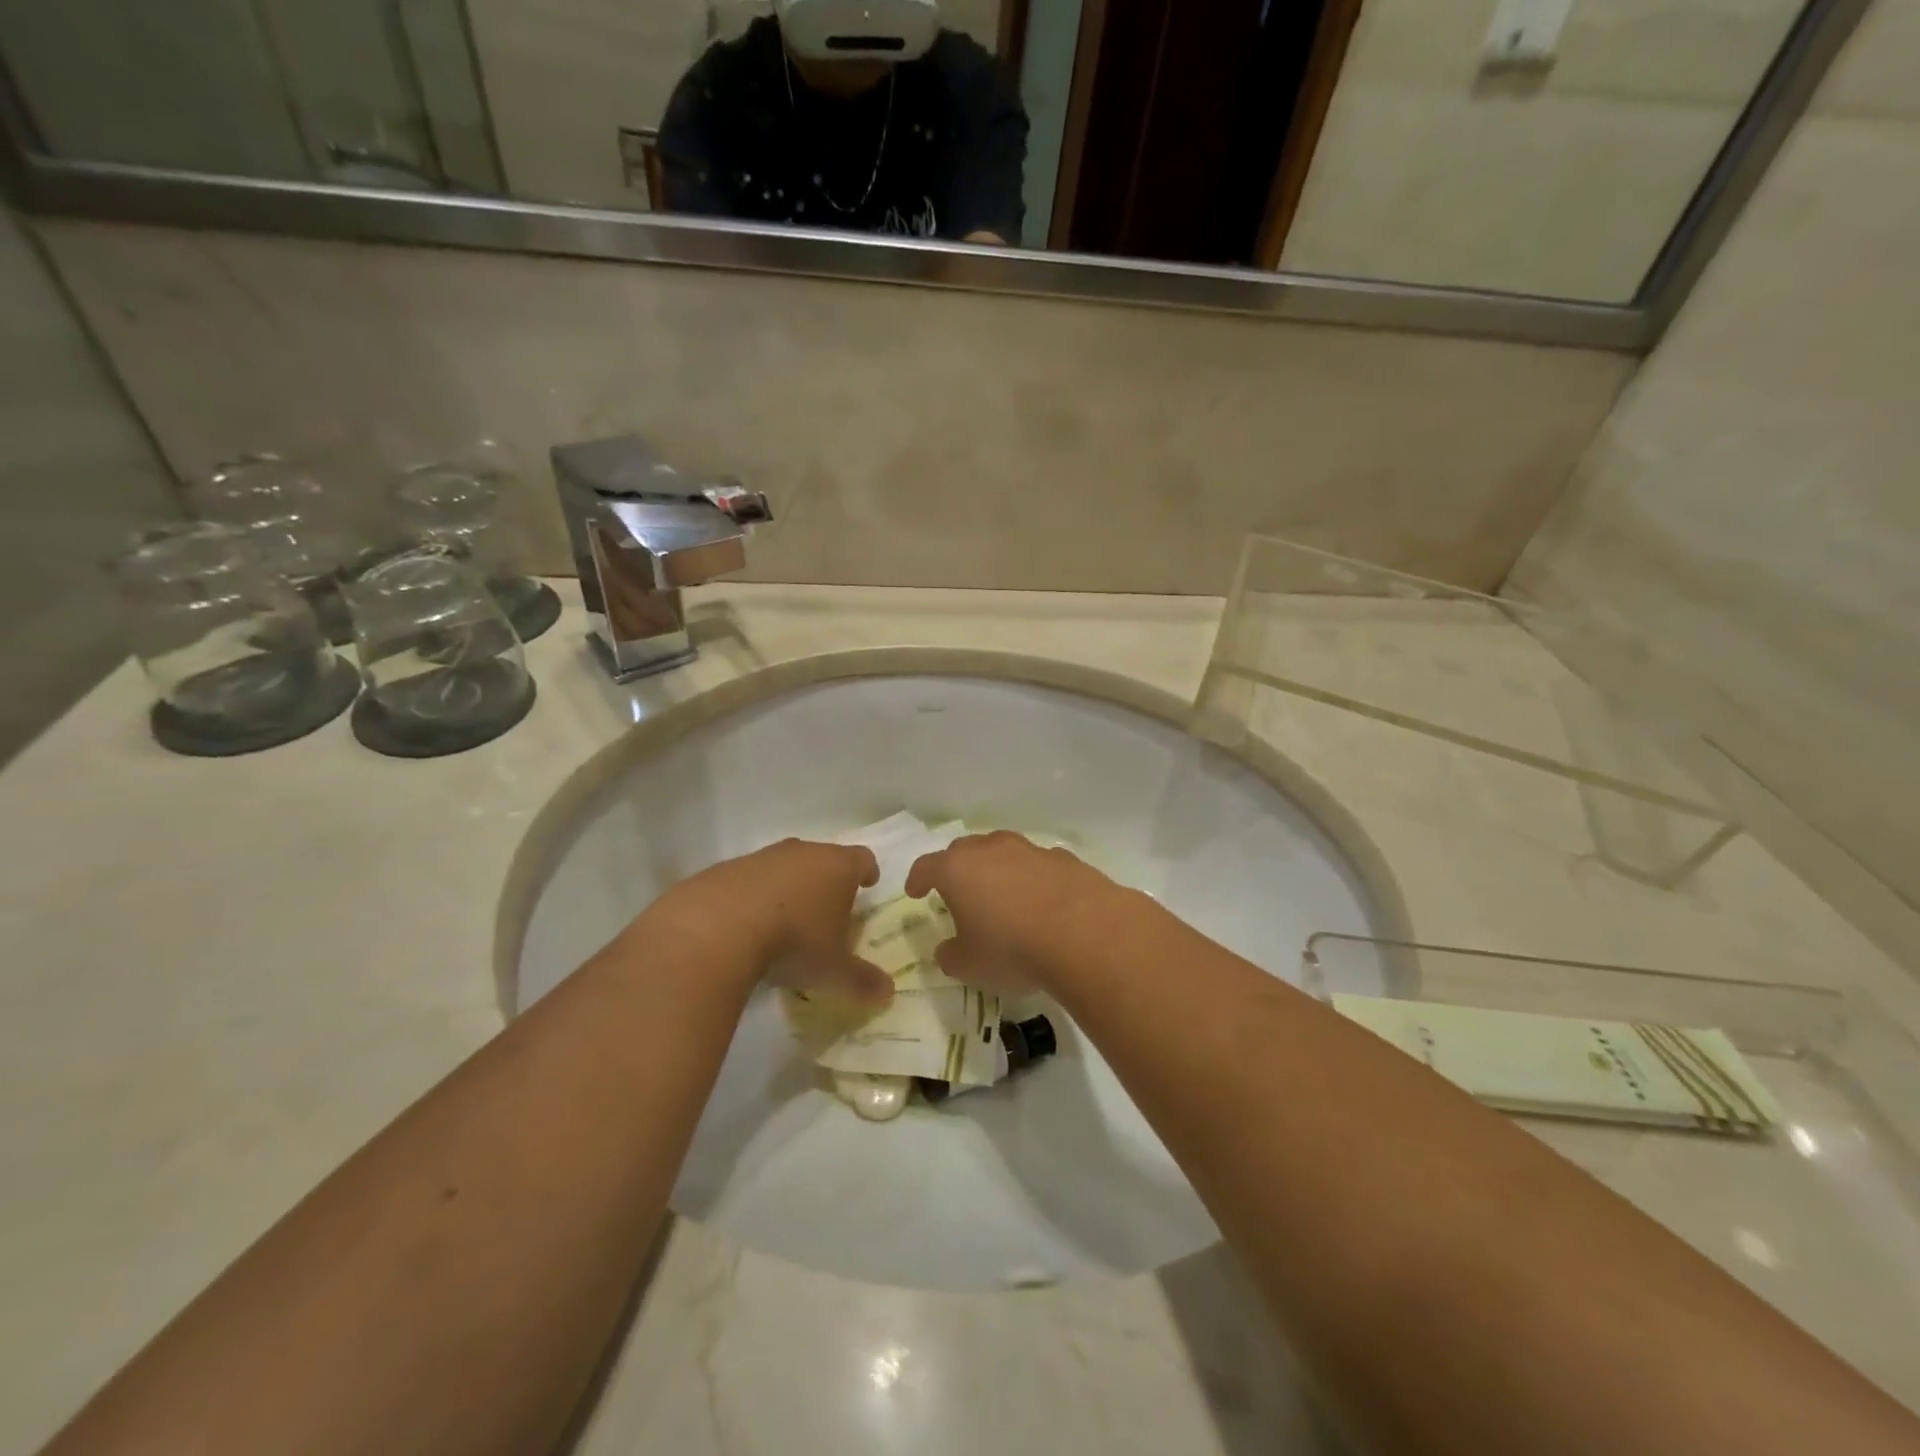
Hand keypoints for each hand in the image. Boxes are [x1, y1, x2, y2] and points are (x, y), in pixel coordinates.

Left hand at [640, 840, 891, 1005]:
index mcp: (837, 867)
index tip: (867, 884)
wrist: (716, 927)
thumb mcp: (833, 970)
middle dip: (827, 880)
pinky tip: (746, 925)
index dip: (867, 871)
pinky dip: (753, 896)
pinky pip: (749, 879)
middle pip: (823, 858)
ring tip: (786, 919)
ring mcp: (762, 857)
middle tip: (828, 909)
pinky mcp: (726, 869)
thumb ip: (862, 981)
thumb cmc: (793, 942)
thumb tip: (888, 994)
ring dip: (788, 887)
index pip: (862, 859)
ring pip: (784, 866)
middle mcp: (803, 852)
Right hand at [905, 831, 1125, 994]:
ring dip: (999, 870)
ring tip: (1003, 897)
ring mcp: (1030, 850)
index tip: (916, 892)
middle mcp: (991, 849)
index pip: (927, 866)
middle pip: (965, 850)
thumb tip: (948, 950)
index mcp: (957, 869)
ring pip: (1004, 852)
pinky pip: (1038, 865)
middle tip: (959, 893)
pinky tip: (1042, 904)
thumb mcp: (970, 965)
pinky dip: (1033, 879)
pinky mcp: (1064, 859)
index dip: (918, 879)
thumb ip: (951, 955)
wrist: (1084, 933)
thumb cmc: (1012, 949)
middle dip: (958, 869)